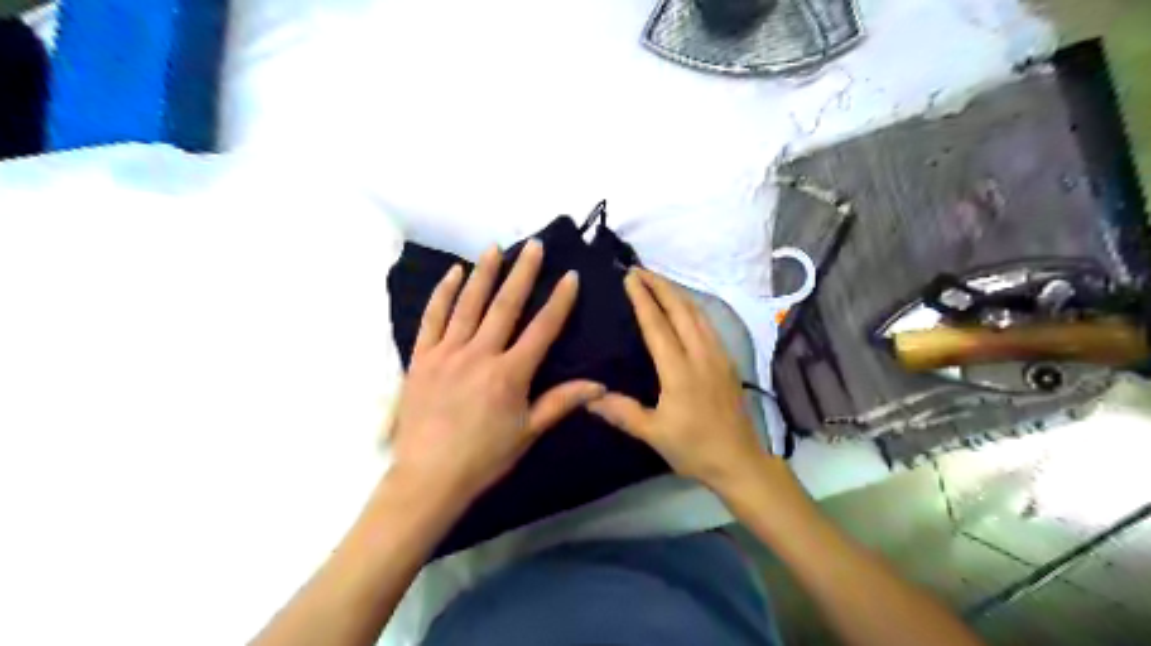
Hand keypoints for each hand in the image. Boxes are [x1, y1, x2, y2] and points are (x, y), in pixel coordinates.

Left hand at [385, 241, 603, 505]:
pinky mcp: (422, 358)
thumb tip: (600, 386)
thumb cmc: (484, 457)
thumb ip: (562, 402)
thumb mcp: (528, 432)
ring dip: (484, 273)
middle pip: (505, 305)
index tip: (570, 277)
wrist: (428, 477)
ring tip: (495, 248)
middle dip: (523, 273)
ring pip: (469, 304)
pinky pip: (432, 318)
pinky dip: (443, 293)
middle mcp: (480, 354)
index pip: (542, 329)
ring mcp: (447, 352)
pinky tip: (453, 273)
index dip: (559, 301)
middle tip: (534, 246)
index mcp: (510, 374)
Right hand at [588, 267, 767, 495]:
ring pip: (698, 313)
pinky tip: (685, 308)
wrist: (740, 461)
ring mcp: (718, 355)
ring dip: (677, 293)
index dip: (642, 298)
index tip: (629, 277)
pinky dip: (692, 307)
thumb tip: (587, 396)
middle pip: (681, 309)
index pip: (657, 325)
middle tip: (640, 270)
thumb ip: (621, 412)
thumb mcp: (653, 434)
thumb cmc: (694, 448)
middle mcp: (700, 354)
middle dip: (660, 285)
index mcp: (679, 370)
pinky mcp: (728, 361)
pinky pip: (708, 324)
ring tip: (658, 282)